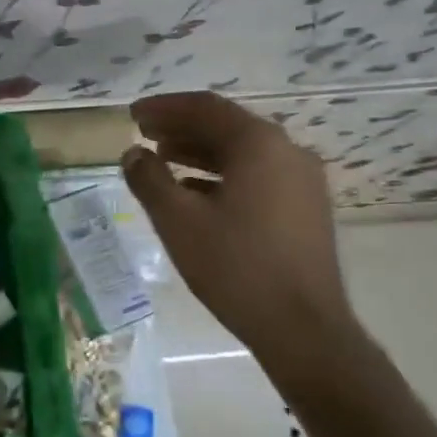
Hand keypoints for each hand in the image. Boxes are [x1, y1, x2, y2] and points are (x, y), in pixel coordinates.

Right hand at [122, 92, 358, 374]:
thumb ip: (149, 179)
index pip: (205, 108)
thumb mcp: (178, 220)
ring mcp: (302, 181)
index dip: (164, 107)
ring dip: (198, 151)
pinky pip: (257, 176)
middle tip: (142, 133)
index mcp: (259, 144)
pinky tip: (193, 192)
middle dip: (180, 127)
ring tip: (161, 158)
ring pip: (242, 152)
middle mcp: (287, 152)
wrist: (304, 329)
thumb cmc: (236, 266)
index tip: (132, 115)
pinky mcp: (305, 208)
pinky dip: (221, 174)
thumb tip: (133, 154)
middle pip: (226, 126)